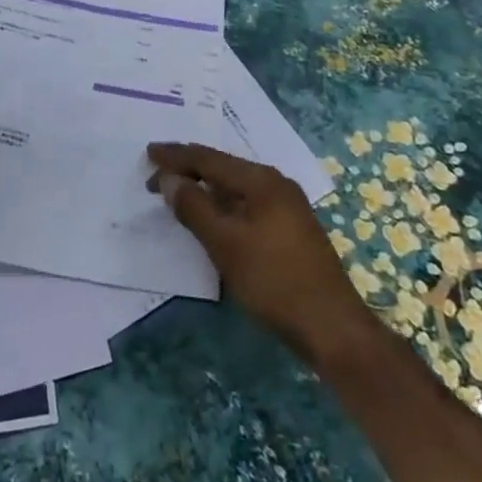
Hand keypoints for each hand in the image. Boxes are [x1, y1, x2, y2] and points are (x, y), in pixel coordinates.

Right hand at [148, 142, 373, 363]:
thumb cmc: (275, 281)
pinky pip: (246, 203)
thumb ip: (194, 208)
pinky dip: (222, 204)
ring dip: (204, 188)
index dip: (176, 156)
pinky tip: (211, 216)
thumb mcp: (226, 244)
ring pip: (235, 187)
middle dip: (188, 169)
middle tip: (156, 176)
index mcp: (262, 180)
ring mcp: (287, 207)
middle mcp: (276, 184)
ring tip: (177, 192)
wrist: (333, 328)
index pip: (209, 158)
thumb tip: (170, 178)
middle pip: (223, 168)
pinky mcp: (290, 229)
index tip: (148, 153)